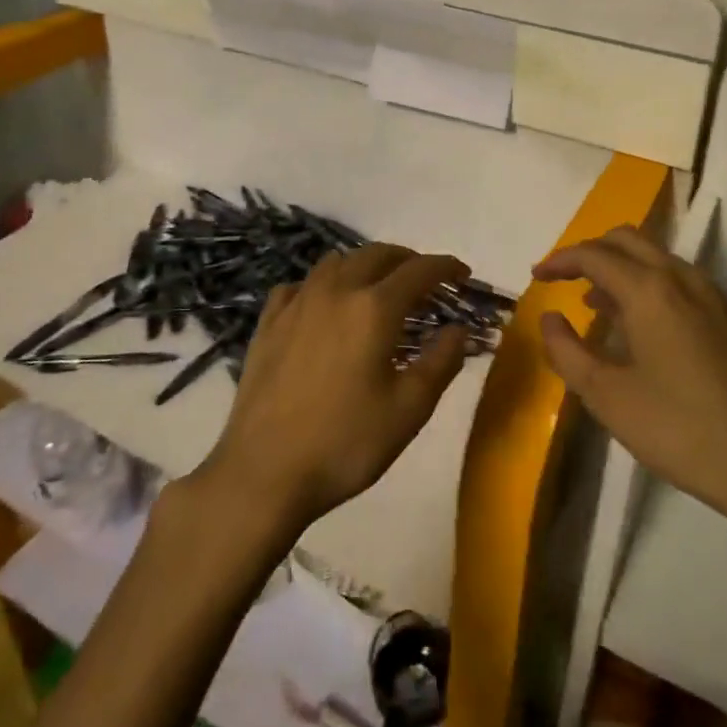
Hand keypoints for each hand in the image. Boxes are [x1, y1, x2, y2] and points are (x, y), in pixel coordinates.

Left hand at [193, 243, 471, 533]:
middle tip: (425, 280)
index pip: (419, 271)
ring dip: (365, 265)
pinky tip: (323, 306)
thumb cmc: (345, 443)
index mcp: (374, 308)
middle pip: (377, 254)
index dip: (446, 267)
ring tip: (378, 288)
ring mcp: (297, 304)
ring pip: (336, 262)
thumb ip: (441, 362)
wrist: (263, 472)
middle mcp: (336, 291)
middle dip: (408, 260)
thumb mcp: (409, 410)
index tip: (463, 274)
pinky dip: (321, 285)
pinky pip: (299, 285)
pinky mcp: (268, 323)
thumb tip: (459, 329)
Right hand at [534, 226, 726, 527]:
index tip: (537, 277)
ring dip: (621, 268)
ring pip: (657, 257)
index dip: (560, 261)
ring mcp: (713, 295)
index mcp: (650, 290)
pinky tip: (641, 326)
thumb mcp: (605, 395)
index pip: (594, 254)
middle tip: (564, 280)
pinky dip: (650, 284)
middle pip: (628, 240)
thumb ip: (566, 350)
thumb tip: (550, 317)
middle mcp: (683, 278)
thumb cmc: (676, 429)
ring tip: (596, 305)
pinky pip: (680, 280)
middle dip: (591, 252)